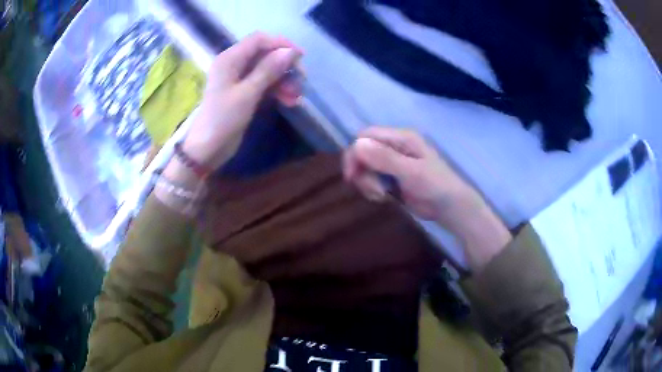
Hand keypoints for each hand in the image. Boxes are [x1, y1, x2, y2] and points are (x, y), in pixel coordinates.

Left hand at [182, 33, 302, 169]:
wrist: (207, 150)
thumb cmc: (223, 120)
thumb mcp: (247, 94)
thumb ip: (268, 70)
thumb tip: (290, 52)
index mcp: (230, 59)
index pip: (259, 40)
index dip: (281, 44)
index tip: (301, 57)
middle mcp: (234, 64)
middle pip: (265, 55)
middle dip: (285, 66)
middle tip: (302, 80)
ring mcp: (238, 79)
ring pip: (267, 70)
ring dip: (284, 80)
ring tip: (296, 97)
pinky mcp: (243, 93)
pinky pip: (264, 84)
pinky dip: (277, 90)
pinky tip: (289, 101)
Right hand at [343, 127, 511, 269]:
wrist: (450, 207)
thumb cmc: (436, 186)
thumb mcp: (411, 172)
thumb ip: (385, 158)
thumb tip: (357, 145)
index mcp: (401, 137)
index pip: (366, 136)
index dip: (355, 153)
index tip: (353, 175)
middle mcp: (394, 146)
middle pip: (362, 152)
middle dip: (361, 172)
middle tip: (373, 191)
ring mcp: (392, 162)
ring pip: (365, 167)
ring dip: (367, 183)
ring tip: (382, 196)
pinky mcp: (391, 177)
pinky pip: (372, 179)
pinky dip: (372, 189)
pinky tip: (384, 198)